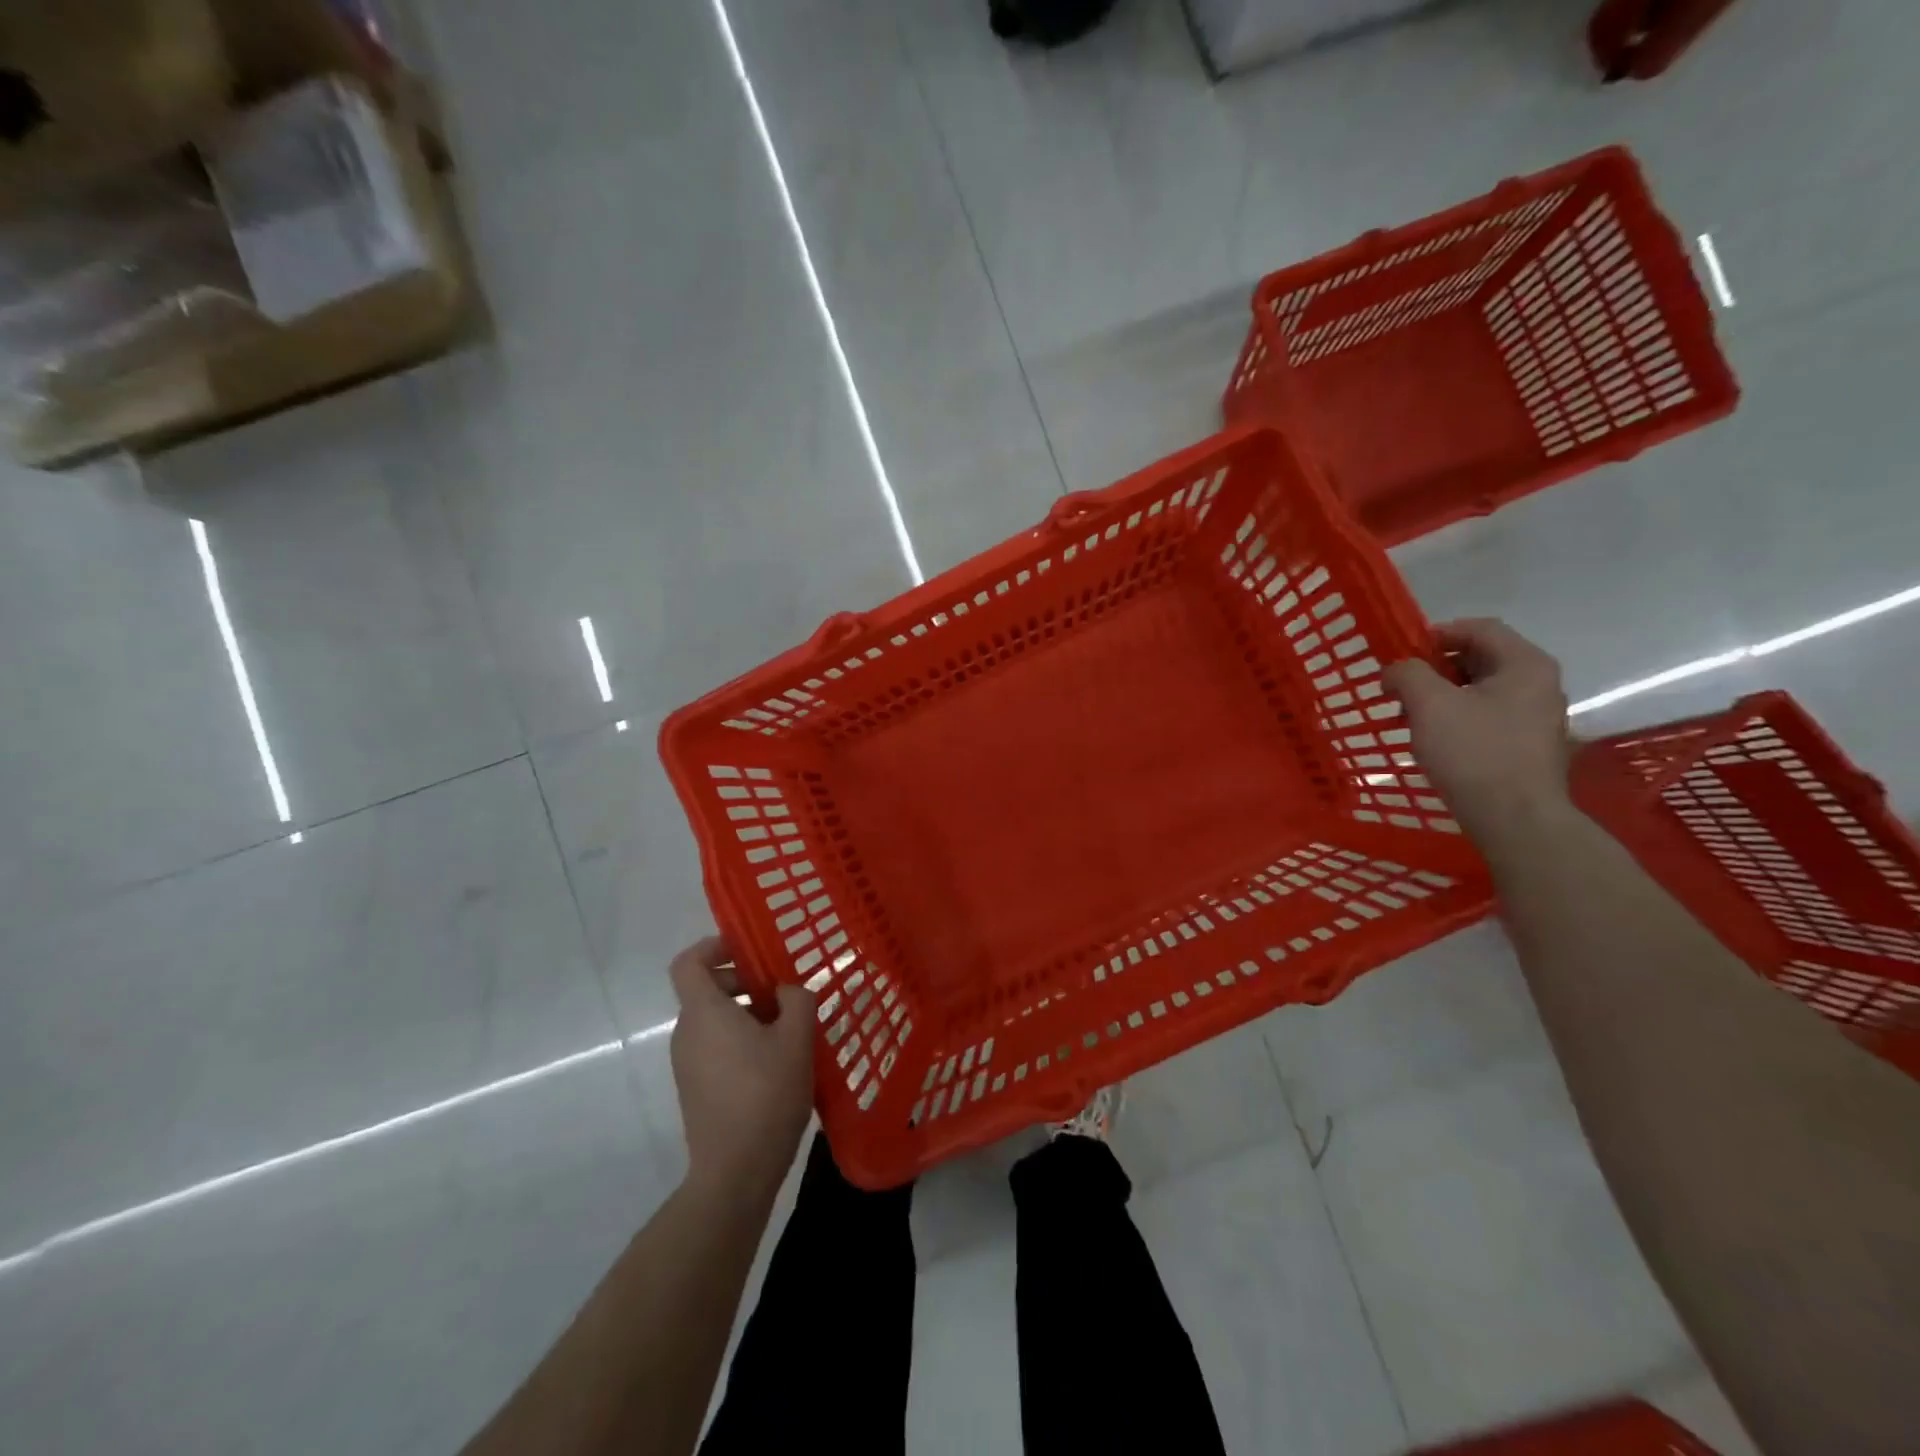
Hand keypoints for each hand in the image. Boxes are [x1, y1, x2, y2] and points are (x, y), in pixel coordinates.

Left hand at [668, 936, 814, 1199]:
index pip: (688, 962)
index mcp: (704, 1013)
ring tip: (789, 1029)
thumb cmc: (765, 1096)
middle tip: (784, 993)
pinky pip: (715, 1046)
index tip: (748, 949)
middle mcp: (687, 1033)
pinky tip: (777, 1061)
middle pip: (707, 989)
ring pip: (714, 1020)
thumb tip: (787, 991)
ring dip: (748, 1013)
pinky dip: (741, 1039)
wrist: (734, 1174)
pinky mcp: (695, 1089)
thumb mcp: (796, 1039)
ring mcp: (687, 1064)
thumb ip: (796, 1000)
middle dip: (745, 982)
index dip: (714, 946)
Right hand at [1383, 618, 1573, 844]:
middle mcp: (1539, 684)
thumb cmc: (1473, 752)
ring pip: (1481, 690)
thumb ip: (1408, 674)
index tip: (1401, 653)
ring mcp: (1537, 717)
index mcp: (1525, 664)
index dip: (1436, 633)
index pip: (1479, 628)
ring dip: (1442, 695)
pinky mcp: (1527, 746)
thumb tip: (1396, 670)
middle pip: (1481, 658)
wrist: (1514, 819)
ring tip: (1410, 715)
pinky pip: (1487, 716)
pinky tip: (1433, 739)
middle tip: (1401, 686)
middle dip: (1435, 668)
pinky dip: (1457, 717)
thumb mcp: (1429, 704)